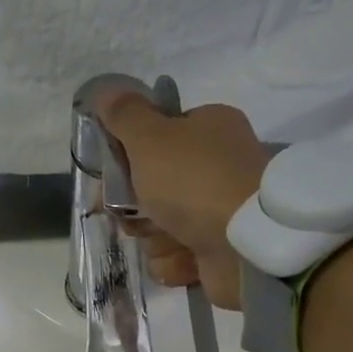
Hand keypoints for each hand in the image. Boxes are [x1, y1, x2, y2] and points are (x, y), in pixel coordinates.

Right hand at [94, 91, 269, 309]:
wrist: (247, 245)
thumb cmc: (195, 181)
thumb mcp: (151, 138)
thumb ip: (125, 114)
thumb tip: (105, 89)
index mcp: (208, 129)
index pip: (157, 138)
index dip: (129, 158)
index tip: (111, 175)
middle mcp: (216, 167)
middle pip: (152, 188)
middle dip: (138, 208)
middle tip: (135, 214)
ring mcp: (219, 212)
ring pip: (160, 228)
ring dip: (155, 238)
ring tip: (171, 239)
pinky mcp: (218, 251)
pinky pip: (177, 258)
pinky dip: (175, 262)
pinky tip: (186, 259)